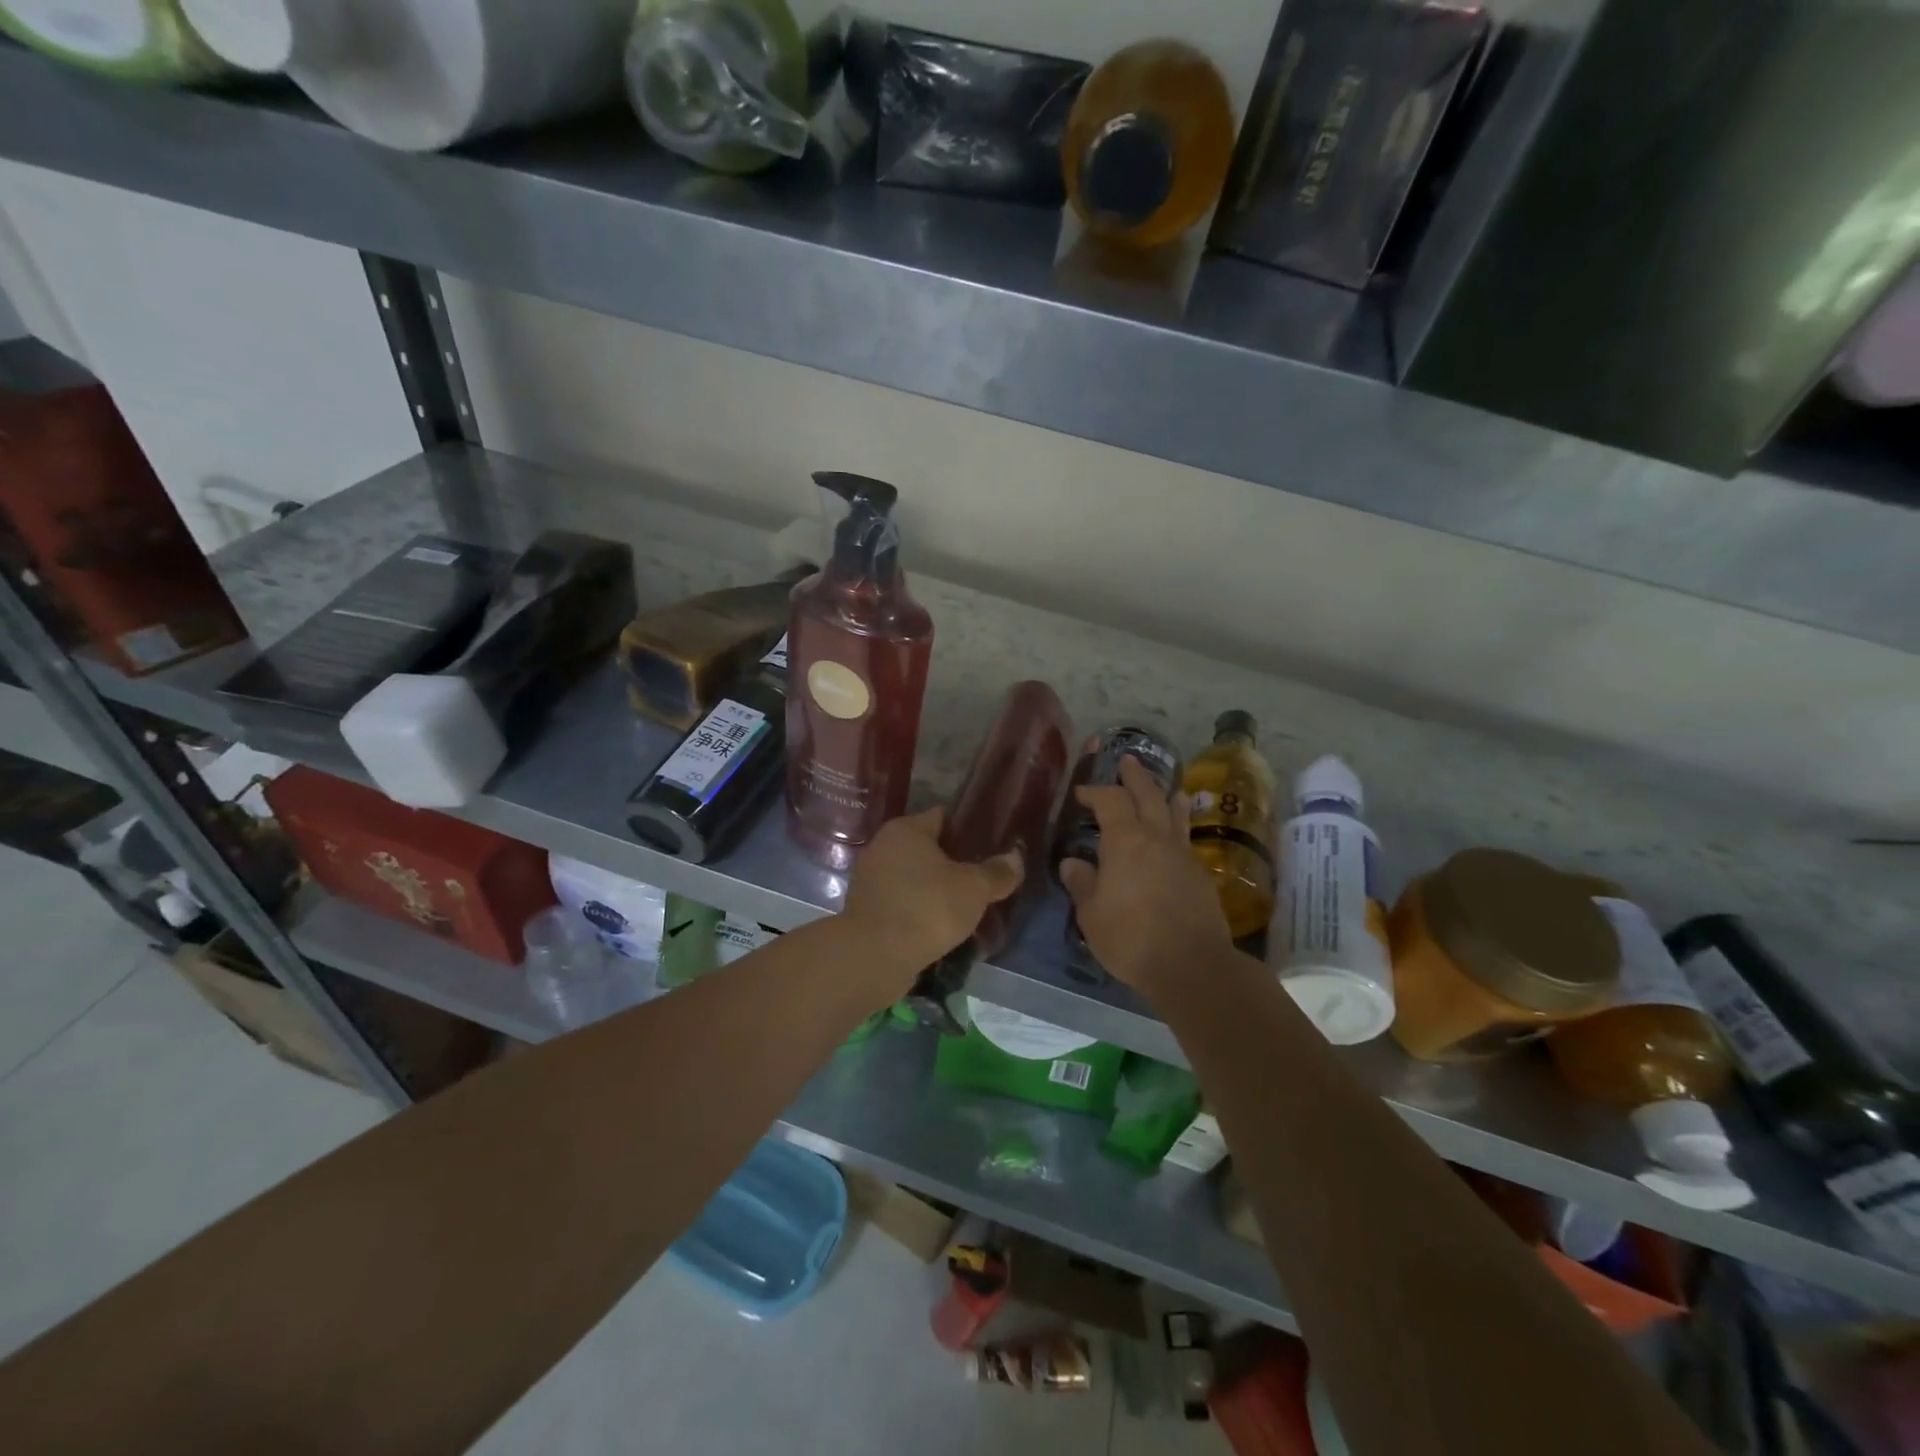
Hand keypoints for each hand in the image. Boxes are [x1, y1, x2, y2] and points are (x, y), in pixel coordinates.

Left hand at [841, 808, 1023, 984]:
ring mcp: (870, 879)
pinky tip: (939, 927)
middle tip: (983, 880)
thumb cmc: (926, 908)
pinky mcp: (866, 909)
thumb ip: (997, 872)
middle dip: (954, 864)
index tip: (992, 847)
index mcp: (906, 829)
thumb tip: (1015, 858)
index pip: (944, 817)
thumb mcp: (973, 888)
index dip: (970, 830)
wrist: (873, 957)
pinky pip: (902, 902)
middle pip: (928, 848)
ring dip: (936, 890)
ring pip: (914, 878)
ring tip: (965, 908)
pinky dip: (919, 911)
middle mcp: (883, 846)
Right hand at [1058, 756, 1235, 996]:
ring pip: (1175, 814)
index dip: (1095, 792)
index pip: (1110, 801)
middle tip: (1128, 761)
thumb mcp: (1092, 914)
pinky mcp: (1200, 876)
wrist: (1192, 965)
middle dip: (1136, 777)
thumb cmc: (1131, 938)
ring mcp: (1183, 856)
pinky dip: (1179, 828)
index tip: (1082, 793)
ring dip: (1166, 796)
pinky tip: (1176, 837)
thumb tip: (1073, 862)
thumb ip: (1082, 883)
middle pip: (1148, 795)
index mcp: (1125, 841)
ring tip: (1167, 787)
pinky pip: (1186, 840)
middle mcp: (1157, 838)